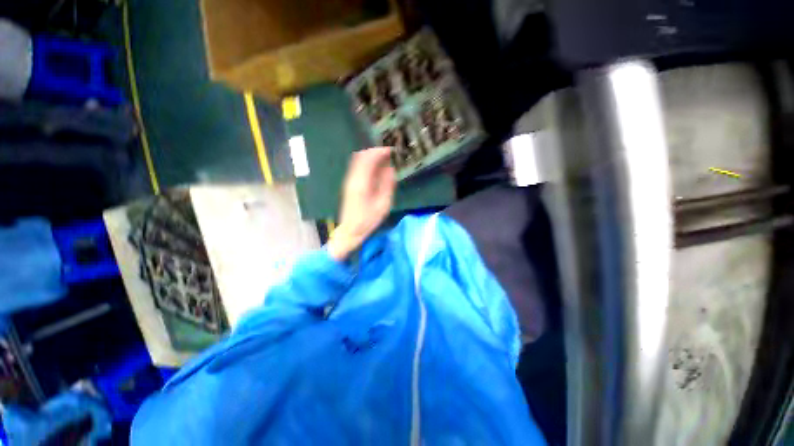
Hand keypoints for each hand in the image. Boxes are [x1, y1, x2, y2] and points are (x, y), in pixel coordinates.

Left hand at [327, 147, 395, 260]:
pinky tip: (376, 168)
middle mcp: (353, 178)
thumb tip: (390, 168)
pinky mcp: (349, 184)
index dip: (380, 151)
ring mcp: (349, 180)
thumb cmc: (368, 220)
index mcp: (362, 183)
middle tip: (389, 153)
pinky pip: (357, 167)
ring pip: (358, 160)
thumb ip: (387, 185)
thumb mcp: (383, 204)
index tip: (392, 150)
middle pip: (362, 156)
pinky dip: (367, 163)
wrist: (350, 230)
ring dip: (371, 156)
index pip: (369, 159)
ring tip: (384, 159)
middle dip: (376, 151)